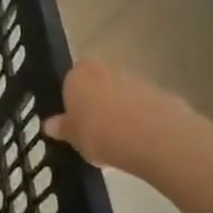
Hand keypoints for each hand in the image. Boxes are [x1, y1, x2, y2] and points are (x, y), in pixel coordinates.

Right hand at [42, 57, 204, 176]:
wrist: (155, 139)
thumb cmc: (100, 134)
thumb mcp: (72, 137)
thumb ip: (62, 128)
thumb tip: (50, 125)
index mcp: (78, 75)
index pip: (70, 78)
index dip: (72, 96)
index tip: (73, 117)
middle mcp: (106, 70)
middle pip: (97, 83)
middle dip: (96, 102)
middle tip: (94, 129)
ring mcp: (136, 80)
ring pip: (121, 94)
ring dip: (120, 111)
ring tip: (118, 141)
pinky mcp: (162, 94)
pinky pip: (144, 107)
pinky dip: (141, 120)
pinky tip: (140, 143)